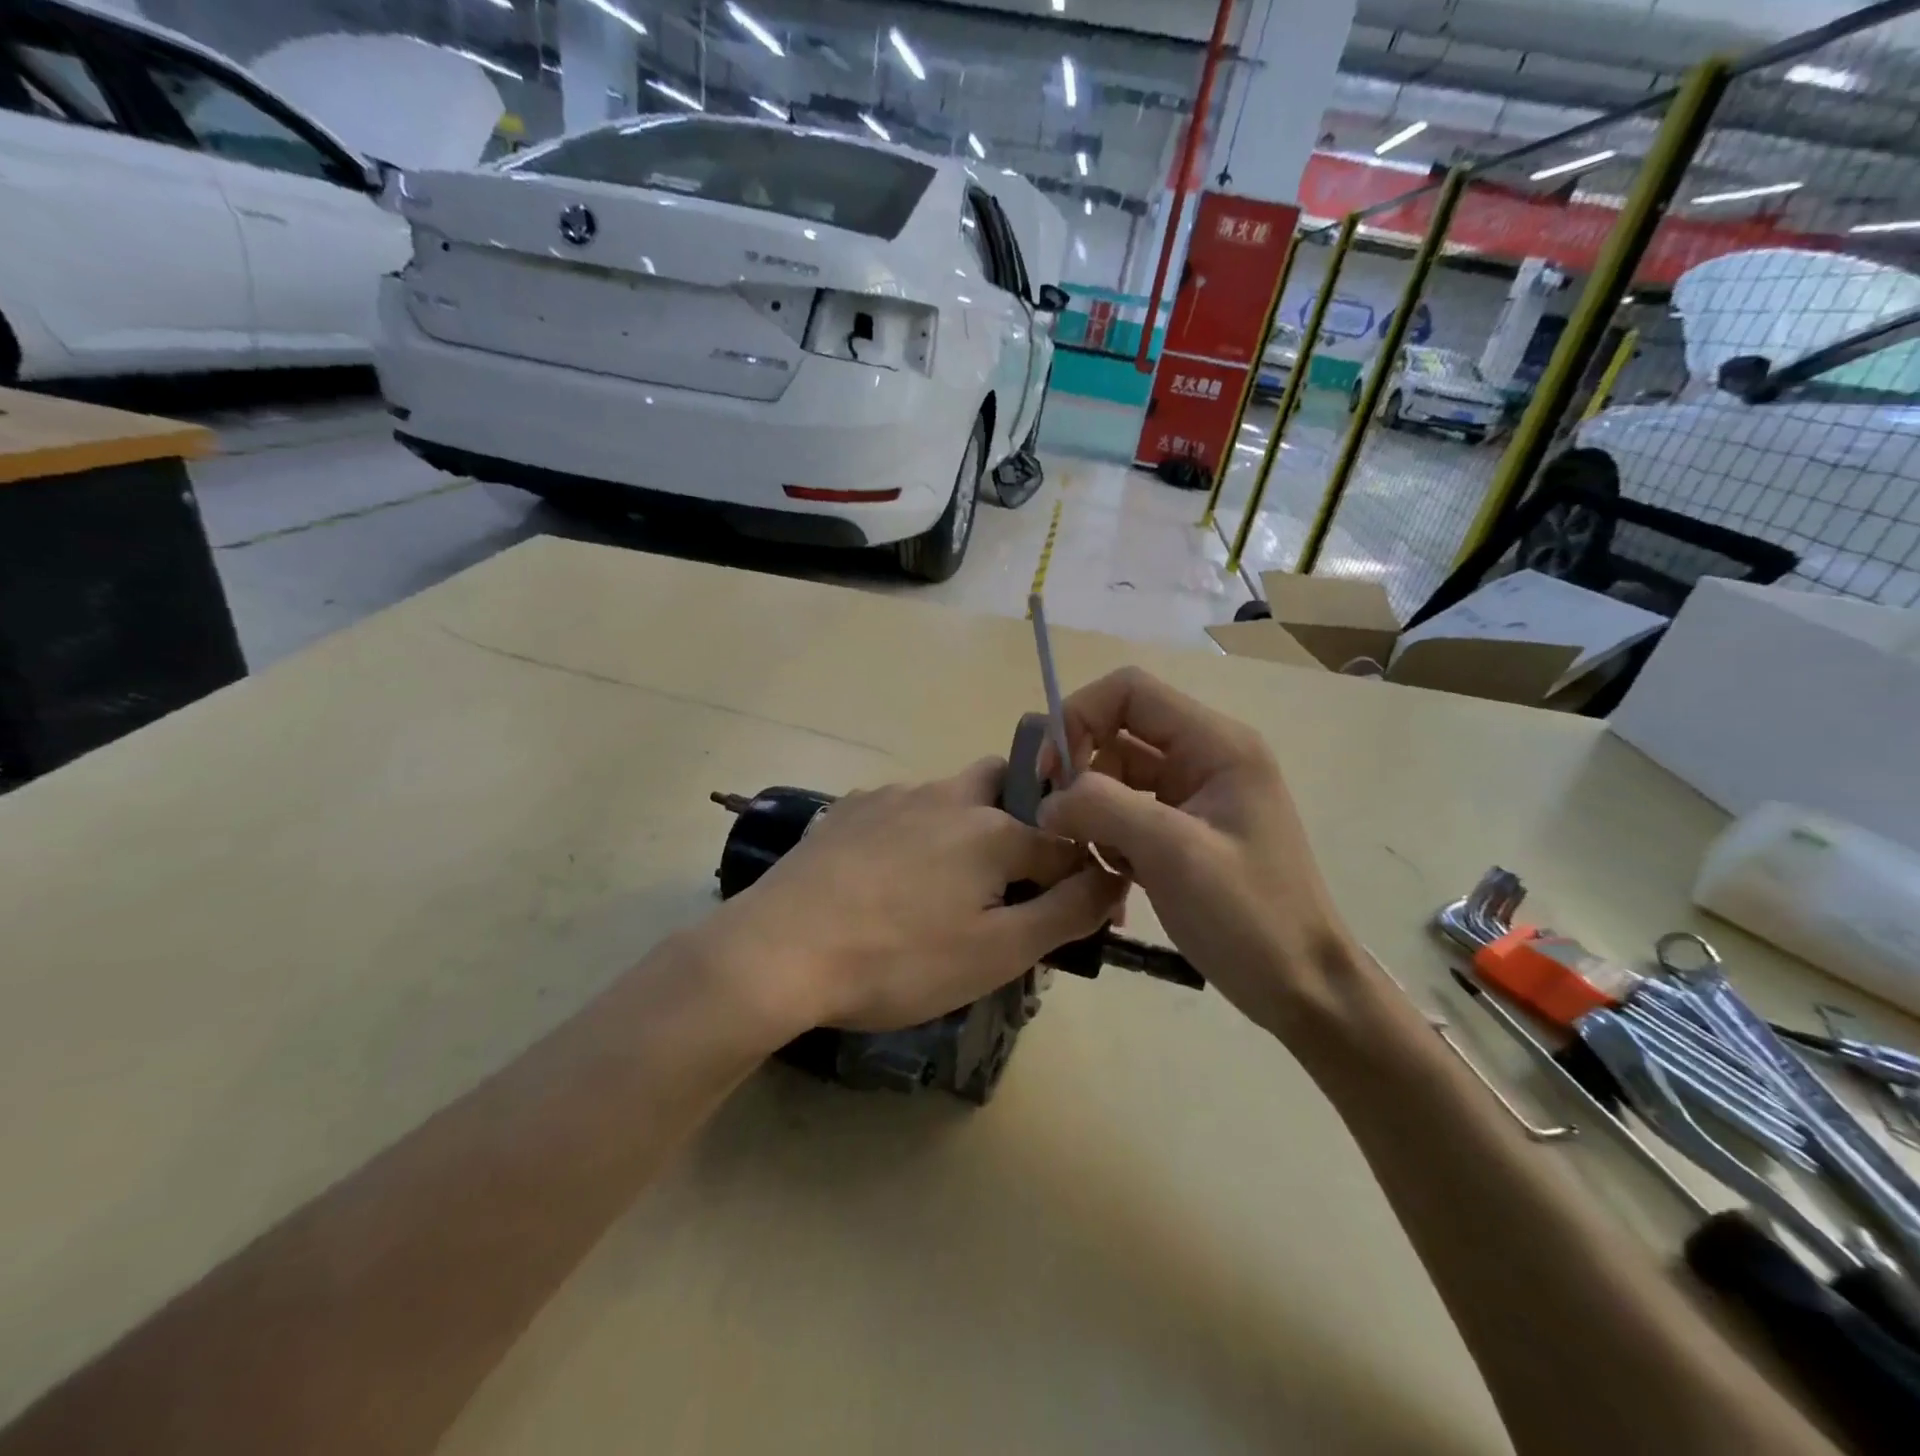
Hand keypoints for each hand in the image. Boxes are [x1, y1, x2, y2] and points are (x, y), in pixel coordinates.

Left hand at [708, 759, 1124, 1035]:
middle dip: (1024, 820)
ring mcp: (895, 796)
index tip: (1081, 915)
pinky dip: (917, 832)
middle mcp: (949, 796)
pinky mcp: (851, 808)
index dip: (1083, 877)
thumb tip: (1113, 877)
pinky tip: (890, 879)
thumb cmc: (899, 961)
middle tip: (1010, 879)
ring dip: (969, 827)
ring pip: (953, 796)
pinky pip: (904, 808)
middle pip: (1007, 786)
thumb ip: (1065, 912)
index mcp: (993, 829)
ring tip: (945, 888)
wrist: (779, 950)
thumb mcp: (996, 953)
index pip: (1065, 841)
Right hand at [1036, 668, 1360, 1039]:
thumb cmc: (1249, 916)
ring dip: (1091, 809)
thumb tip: (1049, 799)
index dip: (1079, 717)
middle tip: (1056, 818)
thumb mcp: (1174, 853)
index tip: (1051, 772)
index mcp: (1216, 744)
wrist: (1301, 986)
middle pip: (1119, 732)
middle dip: (1079, 768)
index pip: (1130, 692)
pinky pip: (1128, 812)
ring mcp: (1196, 795)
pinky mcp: (1185, 830)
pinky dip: (1107, 835)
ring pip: (1118, 775)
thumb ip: (1104, 807)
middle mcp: (1205, 757)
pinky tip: (1110, 874)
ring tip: (1085, 855)